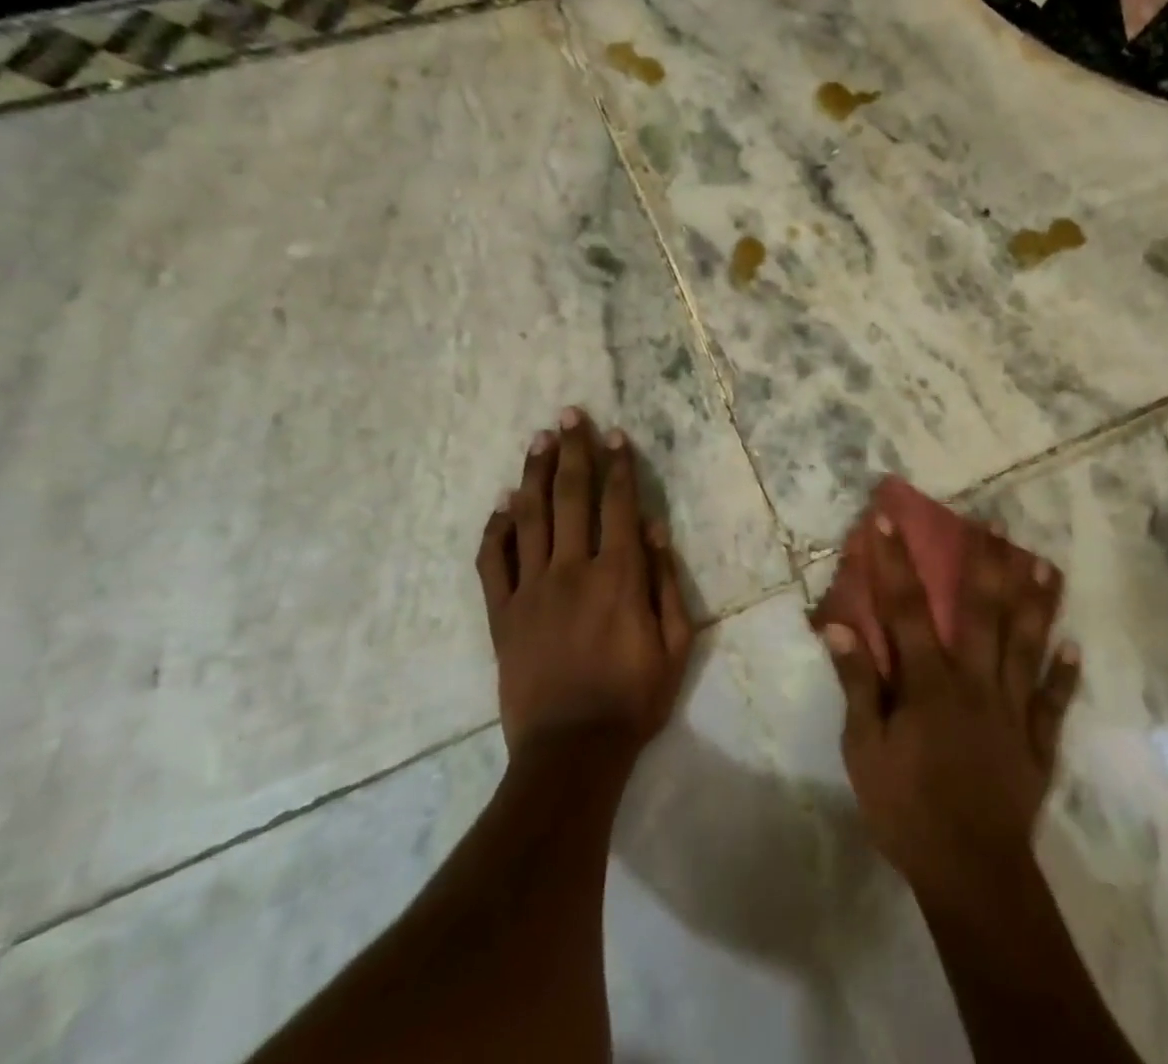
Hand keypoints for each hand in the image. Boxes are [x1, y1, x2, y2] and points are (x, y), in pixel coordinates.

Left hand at [475, 409, 694, 761]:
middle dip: (572, 451)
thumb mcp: (675, 644)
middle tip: (569, 415)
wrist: (570, 753)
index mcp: (618, 574)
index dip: (618, 465)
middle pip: (570, 496)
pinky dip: (497, 528)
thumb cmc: (633, 698)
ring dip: (534, 474)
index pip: (619, 504)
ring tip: (538, 440)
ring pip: (530, 517)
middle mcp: (572, 569)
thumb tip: (656, 527)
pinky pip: (493, 561)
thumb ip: (666, 581)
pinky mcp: (502, 613)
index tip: (614, 434)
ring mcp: (531, 589)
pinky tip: (502, 504)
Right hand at [822, 513, 1079, 899]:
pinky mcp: (1037, 742)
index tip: (887, 518)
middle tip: (994, 522)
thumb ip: (856, 685)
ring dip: (1034, 602)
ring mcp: (1012, 709)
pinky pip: (1054, 701)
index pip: (906, 608)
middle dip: (983, 563)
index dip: (894, 560)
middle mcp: (974, 681)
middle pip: (980, 611)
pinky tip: (1075, 644)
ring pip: (1025, 644)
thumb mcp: (864, 750)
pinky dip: (1065, 673)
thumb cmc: (907, 809)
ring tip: (1045, 563)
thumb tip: (839, 628)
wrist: (972, 875)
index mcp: (928, 681)